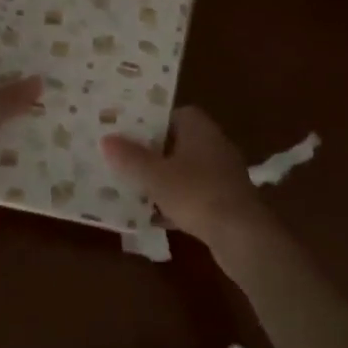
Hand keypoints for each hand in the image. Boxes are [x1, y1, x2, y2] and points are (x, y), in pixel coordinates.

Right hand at [101, 107, 271, 254]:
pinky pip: (193, 194)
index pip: (172, 114)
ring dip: (162, 179)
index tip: (126, 133)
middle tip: (123, 160)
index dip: (149, 122)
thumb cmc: (196, 193)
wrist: (241, 234)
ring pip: (184, 170)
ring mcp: (222, 173)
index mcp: (199, 127)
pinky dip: (175, 201)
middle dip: (152, 153)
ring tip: (132, 187)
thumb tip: (106, 139)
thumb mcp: (156, 176)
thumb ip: (131, 157)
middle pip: (177, 142)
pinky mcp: (225, 200)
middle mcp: (213, 143)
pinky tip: (153, 216)